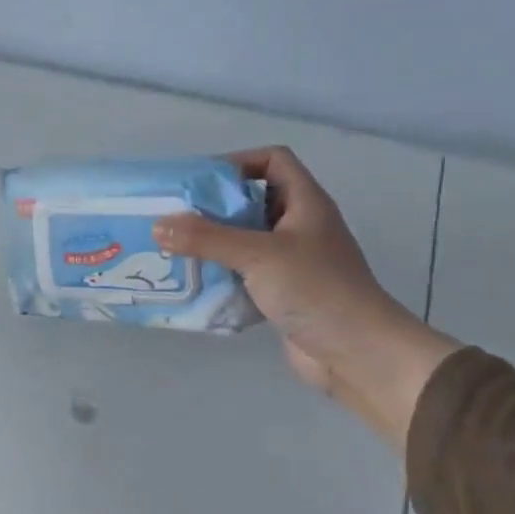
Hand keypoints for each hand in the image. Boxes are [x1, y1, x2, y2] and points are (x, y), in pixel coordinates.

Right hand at [153, 147, 458, 448]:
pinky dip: (222, 274)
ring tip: (175, 248)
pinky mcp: (282, 293)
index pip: (273, 161)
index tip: (199, 182)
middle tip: (174, 217)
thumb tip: (158, 226)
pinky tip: (195, 282)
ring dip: (214, 243)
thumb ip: (207, 238)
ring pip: (246, 240)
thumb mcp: (258, 255)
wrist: (356, 352)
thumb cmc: (315, 289)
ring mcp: (292, 261)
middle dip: (214, 207)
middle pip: (253, 200)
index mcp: (305, 203)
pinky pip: (245, 274)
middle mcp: (300, 226)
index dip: (238, 162)